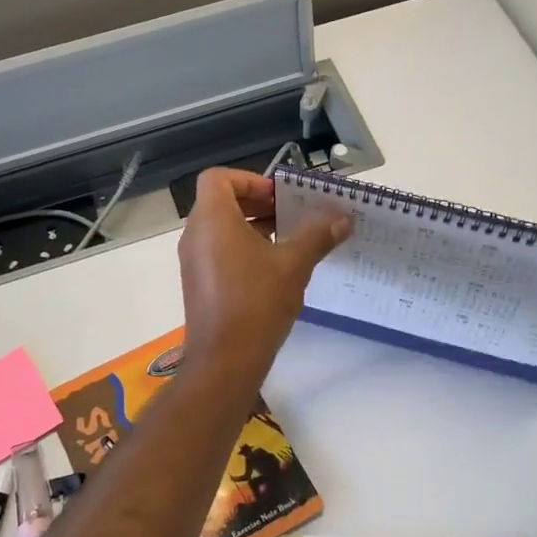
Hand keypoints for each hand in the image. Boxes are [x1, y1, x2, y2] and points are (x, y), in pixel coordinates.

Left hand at [179, 169, 349, 376]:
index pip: (219, 178)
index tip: (278, 197)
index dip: (250, 179)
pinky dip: (242, 250)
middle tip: (290, 216)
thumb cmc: (257, 301)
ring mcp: (193, 261)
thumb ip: (318, 236)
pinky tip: (273, 271)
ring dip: (252, 228)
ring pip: (220, 229)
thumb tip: (343, 219)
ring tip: (288, 242)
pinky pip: (218, 252)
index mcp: (212, 219)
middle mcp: (195, 234)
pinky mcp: (198, 283)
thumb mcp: (294, 264)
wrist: (225, 359)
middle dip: (257, 204)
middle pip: (221, 201)